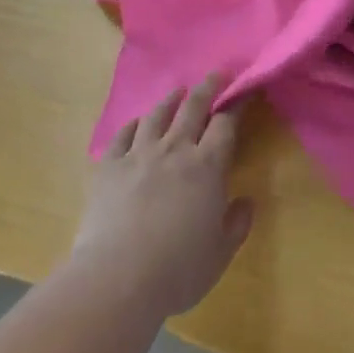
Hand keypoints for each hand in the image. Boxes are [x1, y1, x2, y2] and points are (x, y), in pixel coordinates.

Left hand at [71, 75, 253, 319]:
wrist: (117, 279)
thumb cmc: (178, 270)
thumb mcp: (220, 253)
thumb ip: (236, 224)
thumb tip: (245, 201)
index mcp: (207, 167)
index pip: (225, 125)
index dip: (236, 105)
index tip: (244, 92)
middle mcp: (174, 151)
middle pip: (193, 108)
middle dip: (207, 87)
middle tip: (216, 73)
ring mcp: (138, 155)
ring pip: (156, 116)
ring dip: (170, 100)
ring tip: (178, 91)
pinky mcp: (108, 168)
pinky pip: (122, 136)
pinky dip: (133, 125)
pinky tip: (137, 123)